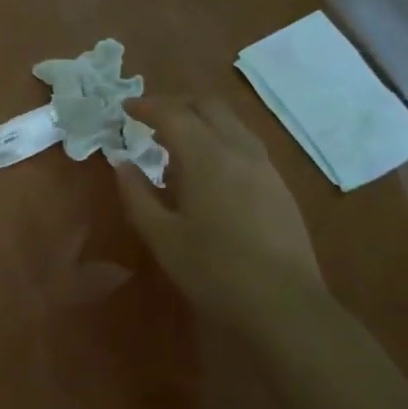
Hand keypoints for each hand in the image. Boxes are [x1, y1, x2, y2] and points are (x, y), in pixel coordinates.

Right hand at [115, 97, 330, 335]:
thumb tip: (122, 164)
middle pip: (208, 106)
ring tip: (176, 141)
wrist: (284, 305)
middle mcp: (239, 150)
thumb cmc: (213, 270)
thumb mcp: (161, 235)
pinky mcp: (279, 186)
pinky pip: (245, 144)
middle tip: (150, 118)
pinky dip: (219, 138)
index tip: (125, 108)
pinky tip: (208, 168)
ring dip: (201, 119)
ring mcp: (265, 167)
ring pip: (231, 123)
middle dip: (176, 104)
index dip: (146, 106)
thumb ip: (137, 194)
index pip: (173, 114)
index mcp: (206, 157)